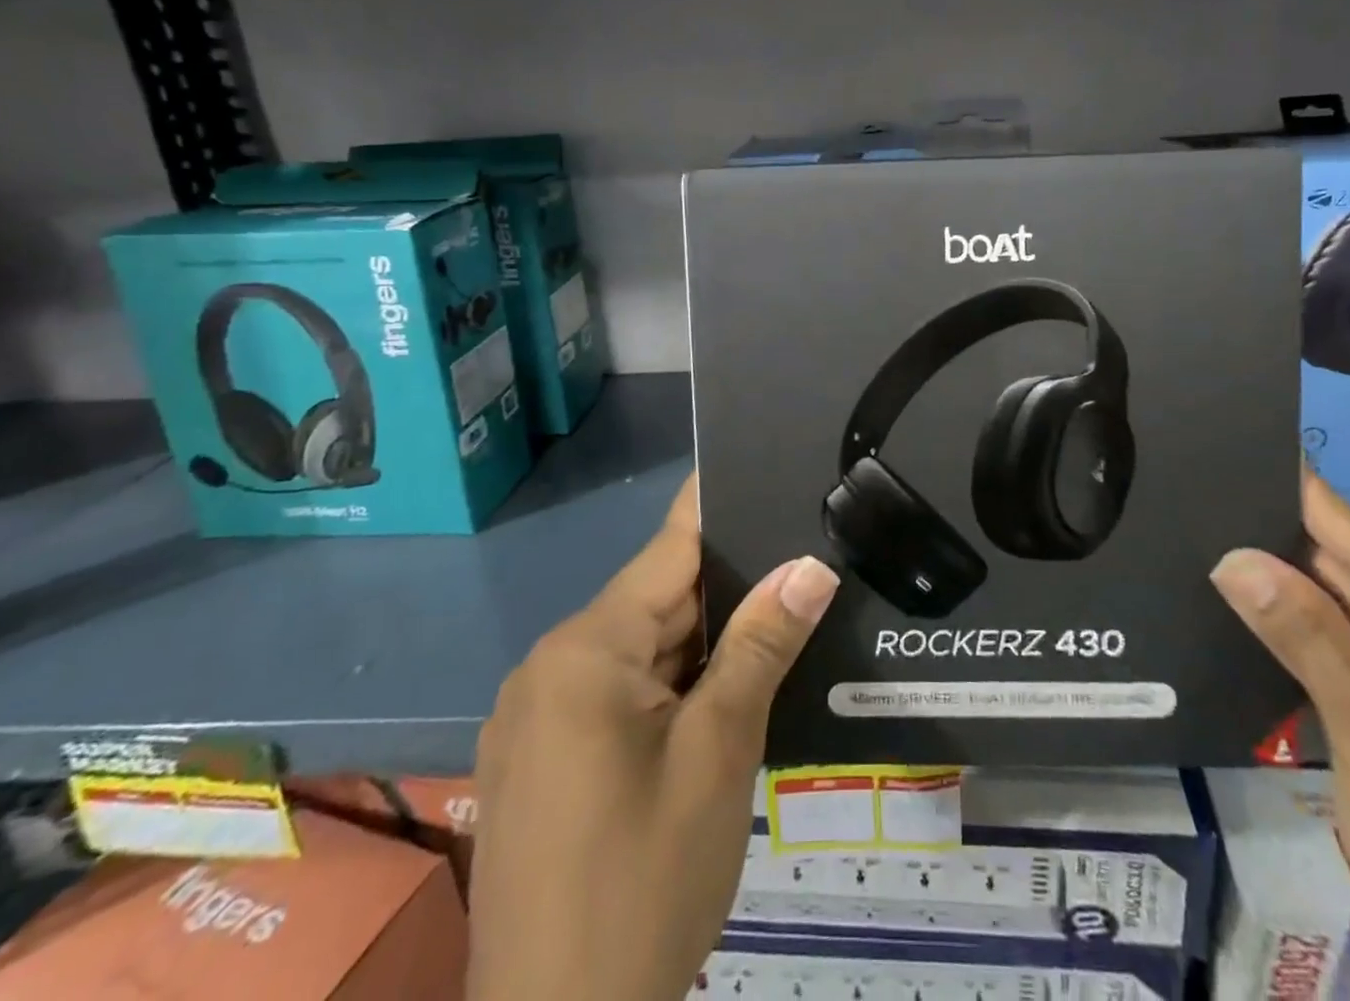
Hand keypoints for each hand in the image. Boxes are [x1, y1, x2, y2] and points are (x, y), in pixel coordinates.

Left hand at [468, 474, 839, 1000]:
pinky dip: (671, 686)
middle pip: (656, 602)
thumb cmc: (644, 884)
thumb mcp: (719, 752)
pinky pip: (617, 693)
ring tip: (778, 617)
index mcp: (585, 651)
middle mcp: (549, 668)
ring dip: (703, 644)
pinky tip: (724, 691)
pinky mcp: (541, 763)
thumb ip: (761, 645)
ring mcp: (538, 719)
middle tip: (802, 560)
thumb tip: (811, 564)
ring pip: (640, 651)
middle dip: (727, 590)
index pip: (669, 550)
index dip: (719, 508)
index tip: (762, 466)